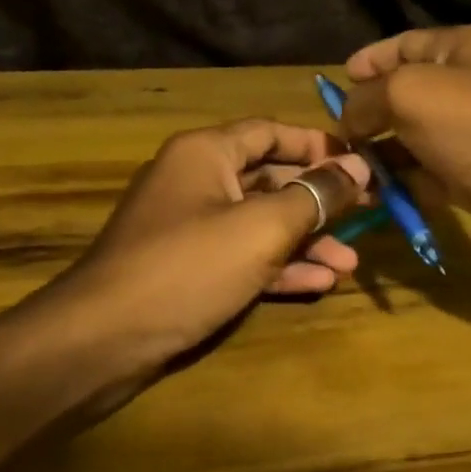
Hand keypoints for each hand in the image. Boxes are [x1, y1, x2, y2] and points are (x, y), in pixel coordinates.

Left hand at [56, 119, 370, 376]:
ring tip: (349, 263)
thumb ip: (315, 196)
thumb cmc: (188, 267)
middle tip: (367, 215)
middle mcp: (196, 181)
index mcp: (206, 152)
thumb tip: (358, 167)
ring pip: (259, 223)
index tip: (361, 164)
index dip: (318, 145)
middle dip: (319, 201)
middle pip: (270, 178)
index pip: (271, 131)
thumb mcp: (262, 228)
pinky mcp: (188, 269)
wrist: (103, 340)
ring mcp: (189, 228)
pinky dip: (277, 267)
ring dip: (305, 241)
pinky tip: (318, 284)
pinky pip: (241, 257)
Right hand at [339, 27, 470, 273]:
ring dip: (379, 157)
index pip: (408, 45)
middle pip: (407, 96)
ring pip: (413, 142)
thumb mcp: (410, 93)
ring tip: (346, 173)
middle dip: (368, 114)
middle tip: (334, 137)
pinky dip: (401, 188)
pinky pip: (426, 179)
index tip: (339, 78)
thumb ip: (367, 98)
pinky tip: (375, 199)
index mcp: (463, 51)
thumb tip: (348, 119)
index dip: (372, 58)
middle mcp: (469, 90)